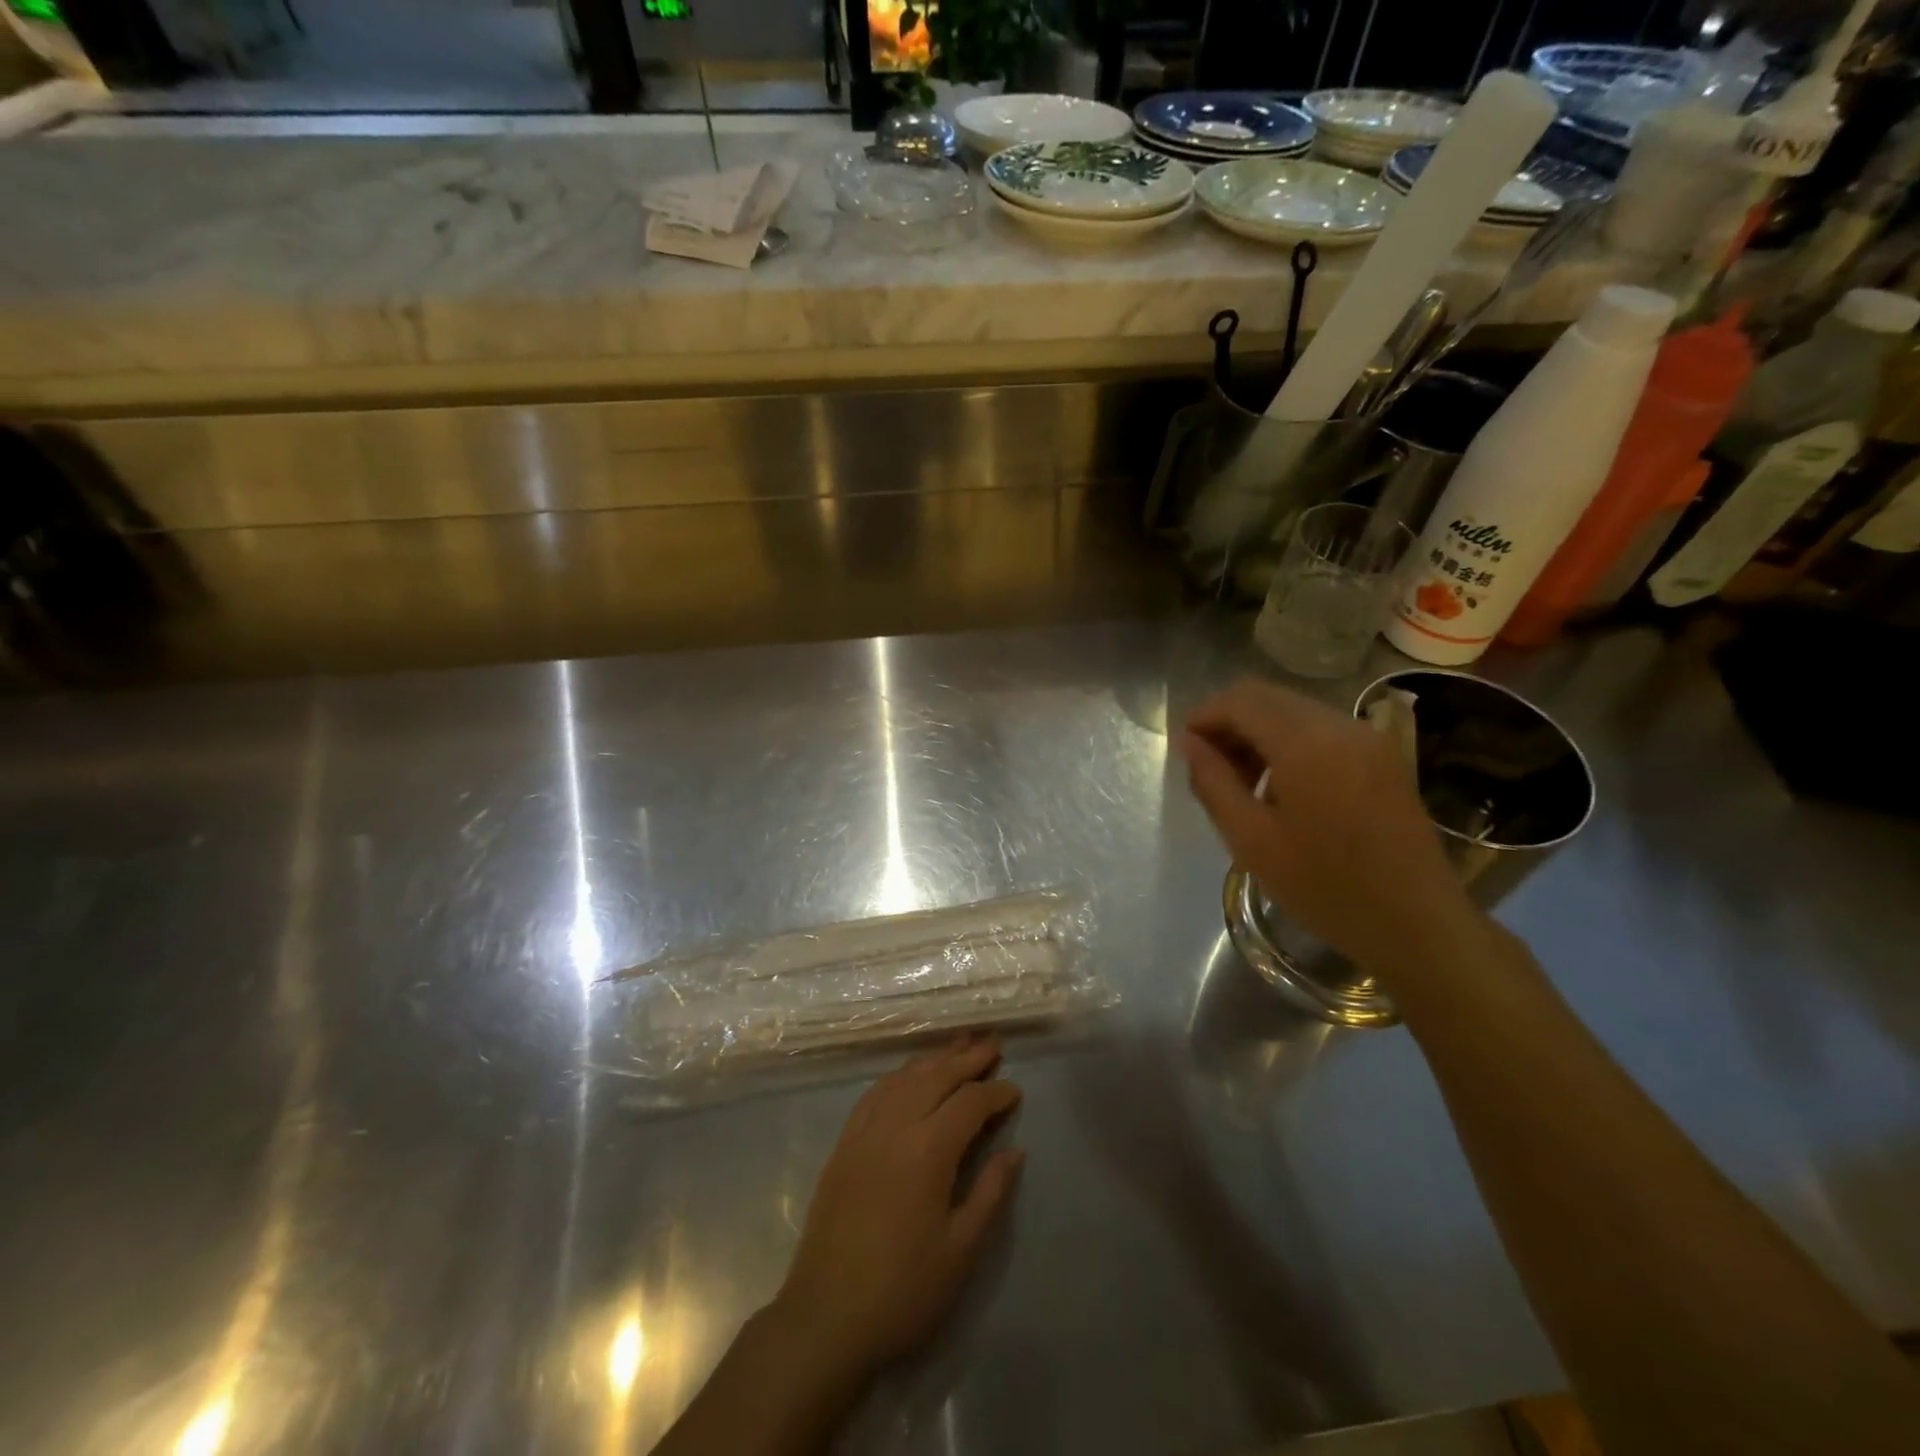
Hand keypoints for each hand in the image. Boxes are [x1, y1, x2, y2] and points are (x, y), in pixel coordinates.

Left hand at [773, 1037, 1023, 1384]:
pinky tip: (909, 1075)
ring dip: (934, 1059)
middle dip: (968, 1058)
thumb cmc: (903, 1290)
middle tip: (993, 1044)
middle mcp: (895, 1126)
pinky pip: (876, 1092)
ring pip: (904, 1077)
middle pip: (936, 1076)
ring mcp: (864, 1131)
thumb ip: (990, 1193)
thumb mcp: (961, 1251)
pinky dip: (900, 1075)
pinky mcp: (844, 1143)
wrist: (826, 1317)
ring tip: (958, 1046)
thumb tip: (1014, 1150)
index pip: (969, 1103)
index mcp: (928, 1149)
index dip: (995, 1093)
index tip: (1015, 1091)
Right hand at [1179, 677, 1469, 970]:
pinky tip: (1279, 787)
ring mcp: (1368, 739)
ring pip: (1294, 712)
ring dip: (1258, 733)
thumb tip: (1188, 742)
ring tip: (1240, 782)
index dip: (1204, 715)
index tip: (1184, 748)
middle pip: (1268, 698)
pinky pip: (1321, 730)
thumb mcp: (1252, 840)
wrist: (1417, 925)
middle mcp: (1341, 726)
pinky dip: (1288, 744)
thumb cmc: (1325, 888)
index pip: (1242, 700)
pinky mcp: (1383, 756)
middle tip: (1207, 768)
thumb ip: (1212, 782)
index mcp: (1307, 744)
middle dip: (1229, 723)